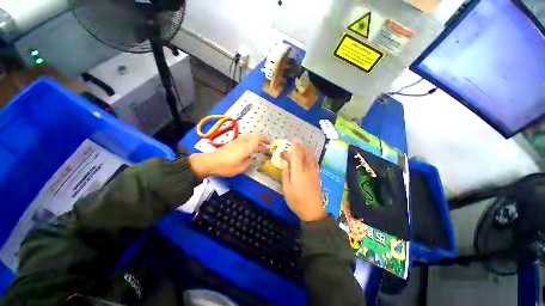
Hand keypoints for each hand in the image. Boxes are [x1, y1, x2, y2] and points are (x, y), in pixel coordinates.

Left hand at [189, 135, 268, 177]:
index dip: (265, 144)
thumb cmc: (226, 166)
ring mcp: (237, 141)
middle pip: (255, 137)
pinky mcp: (232, 143)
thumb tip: (250, 158)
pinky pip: (245, 139)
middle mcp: (242, 142)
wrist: (210, 162)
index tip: (270, 147)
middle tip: (268, 144)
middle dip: (262, 140)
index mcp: (246, 147)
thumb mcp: (240, 168)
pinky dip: (251, 141)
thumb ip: (248, 161)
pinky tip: (250, 146)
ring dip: (256, 140)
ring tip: (260, 144)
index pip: (258, 141)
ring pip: (250, 137)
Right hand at [282, 139, 326, 221]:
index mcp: (298, 172)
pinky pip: (315, 163)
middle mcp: (307, 169)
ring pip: (311, 158)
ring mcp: (314, 173)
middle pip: (304, 155)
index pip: (297, 156)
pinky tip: (311, 157)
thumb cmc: (296, 200)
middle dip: (301, 147)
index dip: (295, 147)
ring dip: (307, 151)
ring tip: (304, 147)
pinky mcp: (318, 176)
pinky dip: (312, 157)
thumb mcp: (286, 188)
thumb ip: (286, 174)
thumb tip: (285, 162)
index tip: (295, 140)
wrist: (313, 211)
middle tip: (298, 143)